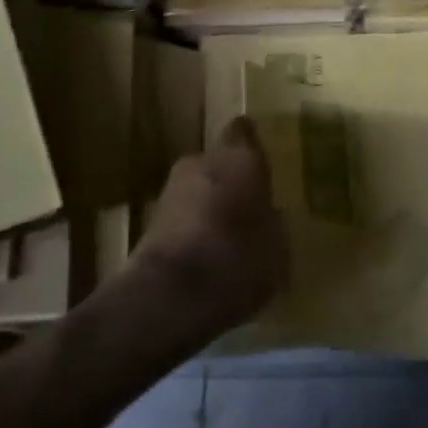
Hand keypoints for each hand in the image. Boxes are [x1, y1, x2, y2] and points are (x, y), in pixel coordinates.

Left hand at [130, 116, 289, 336]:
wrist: (167, 295)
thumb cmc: (237, 260)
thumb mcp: (277, 247)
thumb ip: (272, 221)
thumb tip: (267, 213)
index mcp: (241, 158)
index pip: (245, 132)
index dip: (251, 143)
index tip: (260, 157)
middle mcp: (203, 161)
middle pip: (220, 161)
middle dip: (231, 179)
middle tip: (249, 204)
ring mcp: (172, 188)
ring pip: (200, 187)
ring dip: (210, 203)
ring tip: (229, 233)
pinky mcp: (150, 218)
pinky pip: (183, 214)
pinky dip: (193, 226)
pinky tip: (206, 252)